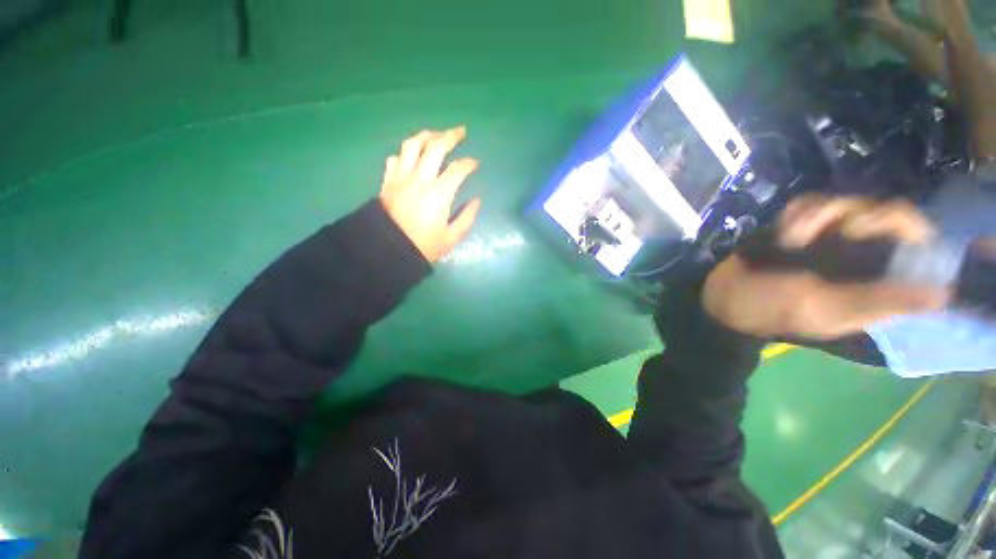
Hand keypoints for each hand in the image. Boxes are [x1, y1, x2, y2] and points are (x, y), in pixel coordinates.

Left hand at [379, 127, 481, 262]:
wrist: (387, 251)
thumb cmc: (423, 247)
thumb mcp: (451, 238)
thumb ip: (467, 218)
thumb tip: (476, 201)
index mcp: (439, 194)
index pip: (457, 169)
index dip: (469, 163)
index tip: (475, 163)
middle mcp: (420, 179)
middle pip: (435, 147)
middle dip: (450, 136)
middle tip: (460, 131)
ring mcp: (401, 178)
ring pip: (412, 146)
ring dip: (426, 136)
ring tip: (435, 135)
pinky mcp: (387, 182)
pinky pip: (395, 159)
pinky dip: (404, 153)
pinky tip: (411, 156)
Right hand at [703, 195, 949, 338]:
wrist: (723, 294)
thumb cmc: (773, 307)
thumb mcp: (826, 309)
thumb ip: (877, 301)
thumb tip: (943, 295)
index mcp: (875, 278)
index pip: (914, 239)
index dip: (903, 224)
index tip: (869, 228)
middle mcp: (861, 252)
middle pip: (882, 210)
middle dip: (852, 215)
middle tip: (824, 233)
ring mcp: (829, 235)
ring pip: (844, 201)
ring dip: (816, 216)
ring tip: (790, 239)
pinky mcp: (799, 225)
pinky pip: (811, 202)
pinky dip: (796, 213)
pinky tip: (782, 230)